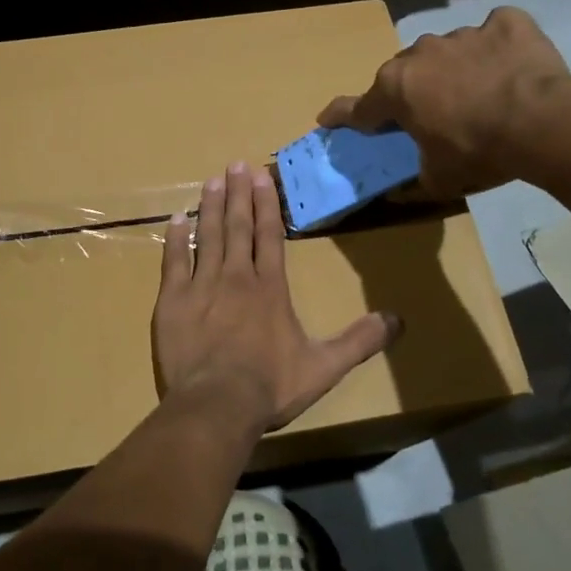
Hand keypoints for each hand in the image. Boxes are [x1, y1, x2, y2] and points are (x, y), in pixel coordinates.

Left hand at [154, 162, 400, 429]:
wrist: (217, 405)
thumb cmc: (271, 386)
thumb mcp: (324, 367)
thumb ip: (359, 341)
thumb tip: (398, 320)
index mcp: (269, 288)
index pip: (270, 235)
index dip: (266, 204)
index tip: (262, 176)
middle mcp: (236, 277)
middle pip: (238, 227)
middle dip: (238, 194)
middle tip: (235, 165)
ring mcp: (201, 286)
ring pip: (207, 236)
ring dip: (210, 207)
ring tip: (212, 180)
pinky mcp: (172, 300)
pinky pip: (173, 261)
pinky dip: (175, 239)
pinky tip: (175, 219)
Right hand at [319, 6, 570, 198]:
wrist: (543, 123)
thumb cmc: (478, 151)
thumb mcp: (440, 179)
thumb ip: (414, 181)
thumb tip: (399, 191)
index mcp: (395, 89)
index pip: (358, 107)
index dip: (341, 116)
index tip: (327, 118)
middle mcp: (420, 54)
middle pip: (405, 73)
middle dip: (412, 91)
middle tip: (432, 114)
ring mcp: (462, 34)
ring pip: (447, 51)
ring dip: (455, 69)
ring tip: (481, 92)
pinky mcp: (505, 23)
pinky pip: (495, 31)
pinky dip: (499, 45)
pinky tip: (512, 64)